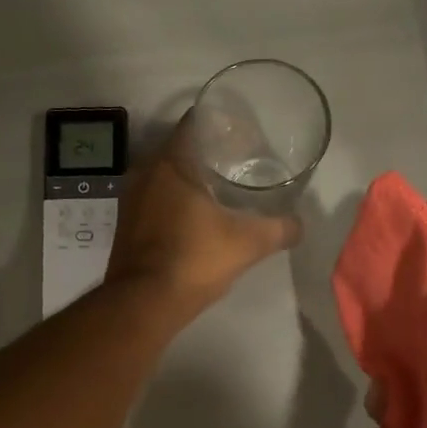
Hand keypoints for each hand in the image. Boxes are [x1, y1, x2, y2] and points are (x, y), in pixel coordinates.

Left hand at [105, 114, 301, 316]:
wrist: (143, 304)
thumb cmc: (194, 261)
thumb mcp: (247, 244)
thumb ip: (279, 229)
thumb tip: (300, 225)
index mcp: (172, 164)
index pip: (195, 123)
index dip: (223, 125)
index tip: (245, 136)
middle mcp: (146, 172)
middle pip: (182, 148)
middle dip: (211, 151)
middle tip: (241, 162)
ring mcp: (132, 198)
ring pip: (167, 174)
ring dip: (193, 177)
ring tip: (223, 189)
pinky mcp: (127, 223)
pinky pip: (156, 197)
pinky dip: (177, 198)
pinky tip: (198, 215)